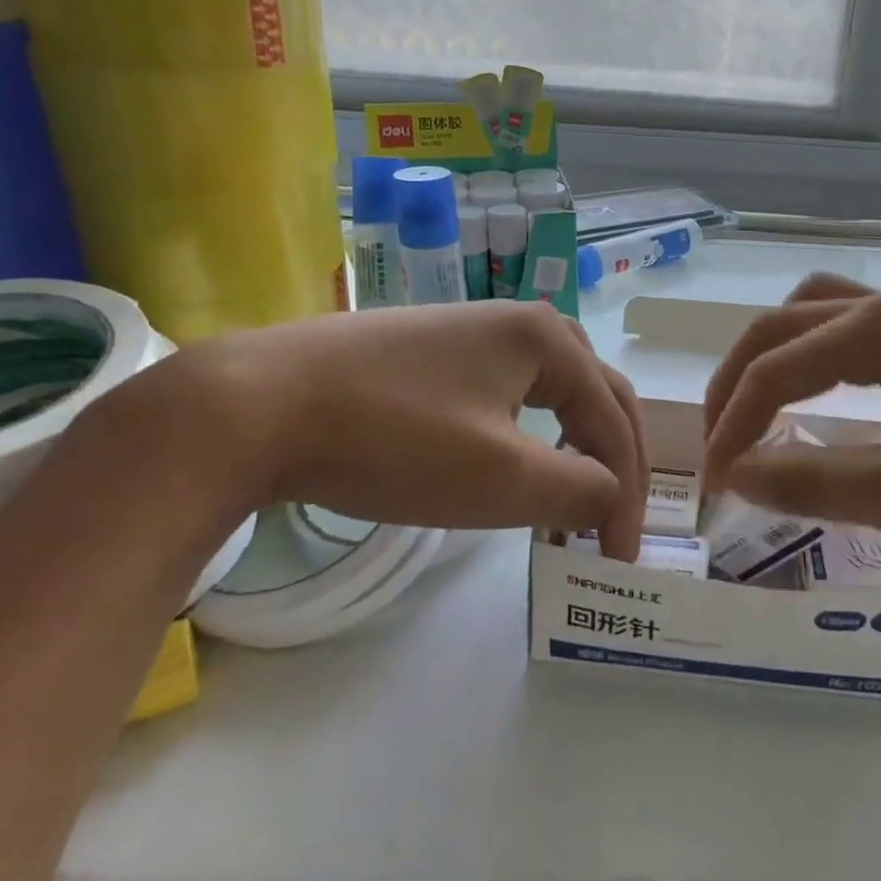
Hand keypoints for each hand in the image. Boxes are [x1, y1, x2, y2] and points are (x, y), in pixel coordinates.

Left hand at [161, 300, 647, 558]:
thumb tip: (614, 498)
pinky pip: (506, 392)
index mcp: (549, 338)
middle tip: (611, 522)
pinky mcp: (431, 351)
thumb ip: (581, 491)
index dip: (627, 494)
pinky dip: (528, 434)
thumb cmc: (394, 440)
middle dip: (611, 461)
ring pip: (550, 392)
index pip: (613, 422)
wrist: (253, 404)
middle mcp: (519, 321)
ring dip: (573, 444)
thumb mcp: (502, 478)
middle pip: (594, 395)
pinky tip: (511, 460)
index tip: (620, 559)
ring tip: (571, 495)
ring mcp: (470, 330)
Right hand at [701, 273, 880, 562]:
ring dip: (771, 357)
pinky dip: (810, 356)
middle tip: (720, 442)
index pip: (776, 368)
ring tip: (752, 409)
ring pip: (812, 314)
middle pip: (782, 326)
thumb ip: (814, 481)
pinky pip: (846, 330)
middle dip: (737, 382)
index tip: (713, 484)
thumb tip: (736, 476)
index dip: (732, 425)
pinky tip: (814, 392)